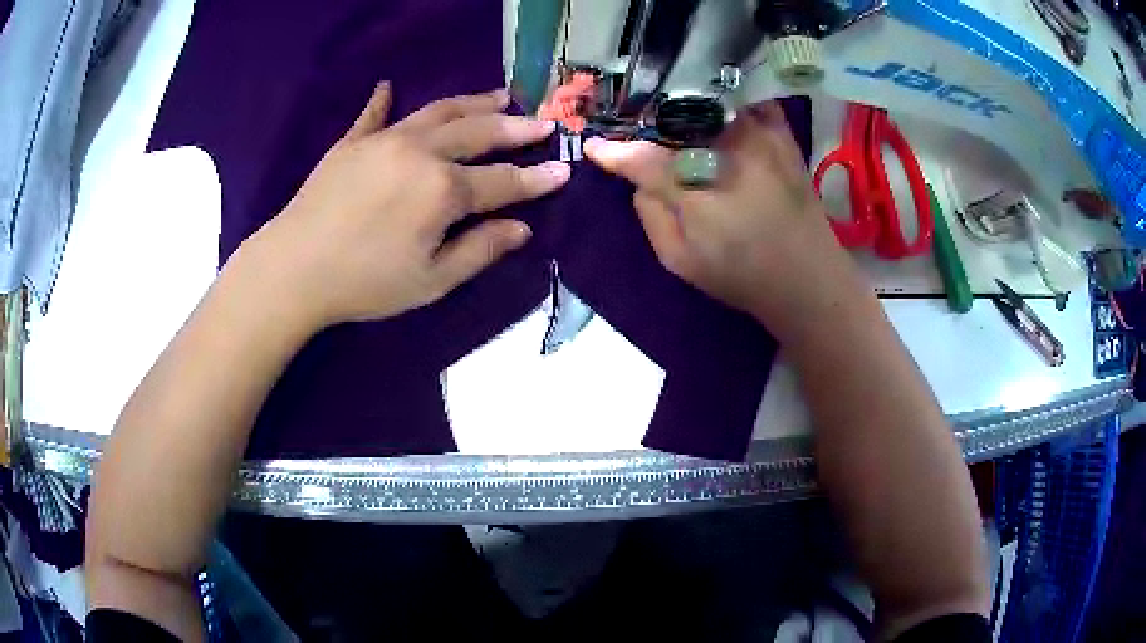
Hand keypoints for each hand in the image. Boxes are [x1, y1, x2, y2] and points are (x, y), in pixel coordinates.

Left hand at [243, 82, 569, 328]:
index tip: (564, 168)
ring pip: (439, 111)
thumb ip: (480, 250)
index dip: (537, 177)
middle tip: (541, 122)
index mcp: (444, 190)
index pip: (503, 181)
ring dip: (474, 103)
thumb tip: (521, 228)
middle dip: (515, 127)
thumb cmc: (365, 282)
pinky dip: (384, 100)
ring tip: (500, 95)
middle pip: (478, 132)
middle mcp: (422, 152)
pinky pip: (374, 114)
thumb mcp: (432, 281)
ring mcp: (384, 140)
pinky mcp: (352, 142)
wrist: (294, 268)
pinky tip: (389, 86)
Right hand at [583, 102, 839, 320]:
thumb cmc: (742, 275)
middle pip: (675, 115)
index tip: (594, 147)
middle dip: (648, 118)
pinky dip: (725, 100)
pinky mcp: (782, 134)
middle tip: (633, 125)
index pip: (645, 157)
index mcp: (700, 183)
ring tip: (667, 112)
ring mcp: (760, 134)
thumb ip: (652, 215)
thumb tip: (637, 179)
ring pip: (710, 99)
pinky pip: (746, 101)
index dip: (616, 151)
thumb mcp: (682, 259)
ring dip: (684, 102)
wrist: (809, 279)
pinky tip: (714, 111)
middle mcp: (729, 147)